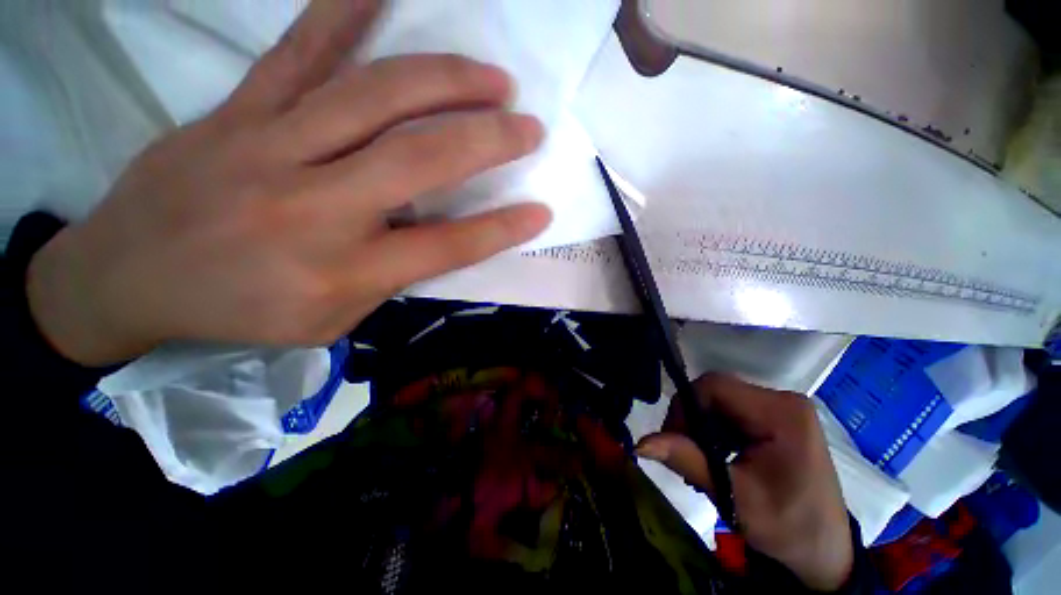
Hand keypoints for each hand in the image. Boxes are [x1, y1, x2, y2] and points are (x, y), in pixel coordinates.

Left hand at [26, 0, 550, 366]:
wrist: (129, 278)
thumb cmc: (239, 312)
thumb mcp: (328, 323)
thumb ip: (386, 281)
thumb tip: (431, 240)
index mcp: (341, 272)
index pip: (446, 246)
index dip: (501, 229)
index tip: (540, 212)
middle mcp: (315, 207)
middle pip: (421, 161)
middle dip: (487, 142)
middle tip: (529, 128)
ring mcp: (272, 147)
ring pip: (374, 98)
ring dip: (446, 81)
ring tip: (493, 77)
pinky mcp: (238, 111)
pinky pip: (300, 53)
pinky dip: (345, 14)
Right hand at [637, 374, 852, 591]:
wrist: (825, 552)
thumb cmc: (789, 529)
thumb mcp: (735, 497)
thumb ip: (687, 461)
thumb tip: (640, 443)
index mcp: (782, 413)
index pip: (714, 386)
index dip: (685, 406)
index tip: (674, 440)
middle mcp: (782, 400)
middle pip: (715, 392)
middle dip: (691, 420)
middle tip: (684, 455)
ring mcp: (780, 407)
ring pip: (718, 401)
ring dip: (700, 426)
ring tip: (700, 461)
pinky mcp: (775, 417)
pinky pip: (729, 411)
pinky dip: (713, 430)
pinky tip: (715, 456)